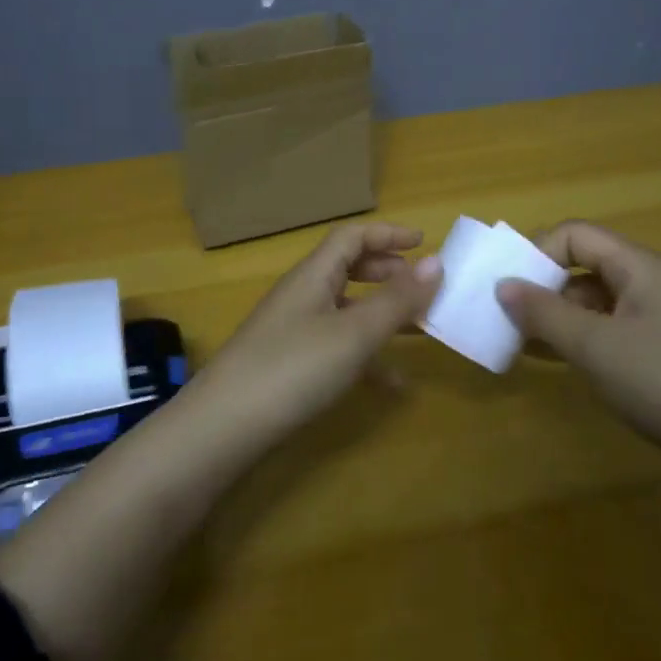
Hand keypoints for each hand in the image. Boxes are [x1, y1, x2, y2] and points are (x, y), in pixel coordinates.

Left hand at [197, 222, 441, 432]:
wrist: (225, 426)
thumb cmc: (294, 367)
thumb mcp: (354, 333)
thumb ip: (396, 299)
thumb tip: (436, 261)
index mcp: (314, 275)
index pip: (351, 237)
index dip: (387, 234)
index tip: (423, 243)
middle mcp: (303, 295)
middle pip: (348, 269)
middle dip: (387, 274)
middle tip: (421, 288)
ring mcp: (294, 331)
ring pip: (346, 310)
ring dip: (382, 316)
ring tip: (420, 331)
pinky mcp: (290, 364)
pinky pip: (337, 347)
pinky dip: (366, 357)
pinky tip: (393, 385)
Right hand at [495, 220, 660, 496]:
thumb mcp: (594, 346)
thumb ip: (544, 312)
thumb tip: (502, 284)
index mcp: (639, 267)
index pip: (576, 235)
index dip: (538, 252)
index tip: (508, 286)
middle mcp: (649, 285)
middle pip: (583, 267)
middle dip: (541, 287)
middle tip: (506, 317)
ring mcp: (657, 322)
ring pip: (593, 304)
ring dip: (555, 317)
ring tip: (518, 342)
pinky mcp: (660, 355)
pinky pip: (607, 333)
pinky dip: (576, 340)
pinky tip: (551, 361)